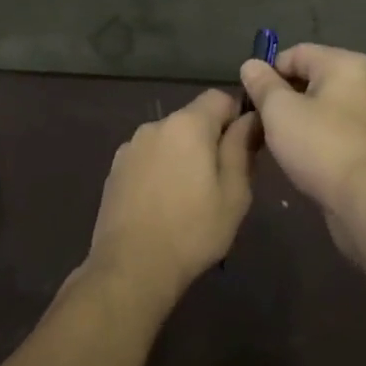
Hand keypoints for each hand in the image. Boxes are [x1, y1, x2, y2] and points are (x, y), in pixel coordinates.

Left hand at [86, 89, 258, 304]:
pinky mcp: (115, 169)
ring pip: (169, 139)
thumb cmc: (193, 230)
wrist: (131, 267)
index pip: (219, 98)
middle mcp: (155, 125)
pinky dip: (160, 170)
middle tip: (221, 181)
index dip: (236, 116)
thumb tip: (251, 118)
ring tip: (190, 197)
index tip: (244, 148)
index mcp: (187, 125)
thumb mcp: (234, 193)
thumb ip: (242, 148)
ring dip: (183, 155)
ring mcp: (130, 147)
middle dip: (209, 140)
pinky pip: (148, 158)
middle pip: (192, 119)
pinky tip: (163, 204)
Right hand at [239, 45, 365, 256]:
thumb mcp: (278, 110)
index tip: (250, 98)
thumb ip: (262, 84)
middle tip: (261, 121)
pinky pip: (338, 130)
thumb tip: (251, 65)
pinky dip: (319, 137)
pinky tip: (304, 158)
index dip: (268, 72)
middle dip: (283, 97)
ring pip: (325, 107)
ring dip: (300, 119)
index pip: (296, 53)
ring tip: (279, 141)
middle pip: (312, 79)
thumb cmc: (320, 145)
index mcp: (346, 64)